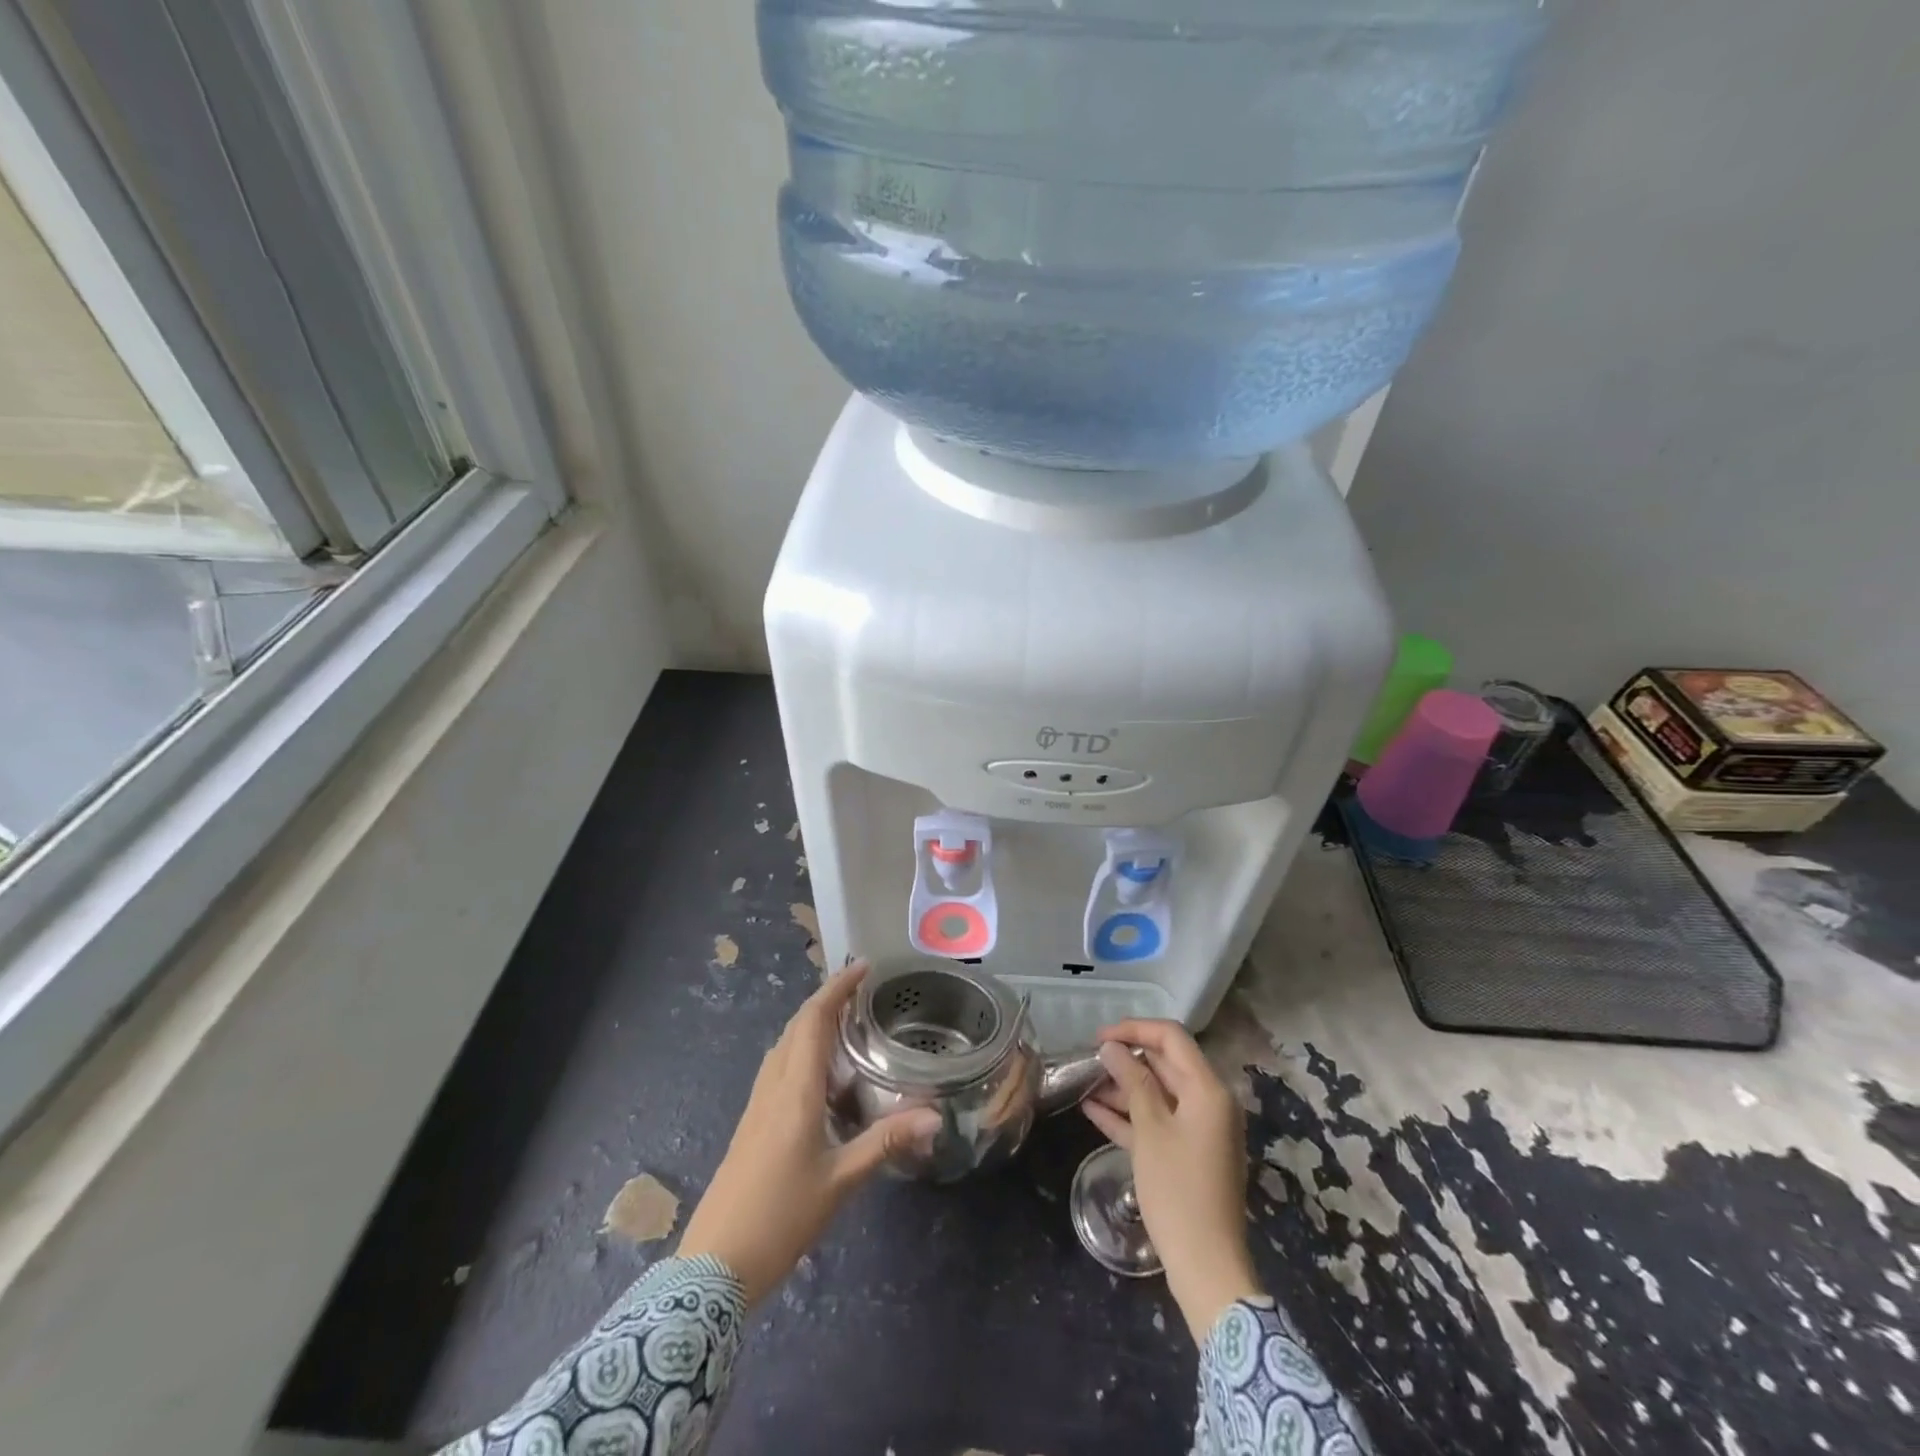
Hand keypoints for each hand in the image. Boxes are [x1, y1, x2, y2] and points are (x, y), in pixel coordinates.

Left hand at [678, 962, 939, 1304]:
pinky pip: (778, 1067)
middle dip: (827, 999)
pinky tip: (820, 1073)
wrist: (714, 1265)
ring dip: (812, 1023)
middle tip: (862, 992)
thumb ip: (886, 1142)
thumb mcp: (840, 1181)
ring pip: (784, 1045)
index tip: (863, 967)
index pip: (814, 1020)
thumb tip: (936, 1115)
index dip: (837, 988)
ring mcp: (757, 1104)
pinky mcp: (751, 1123)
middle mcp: (773, 1086)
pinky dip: (801, 1049)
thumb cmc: (781, 1217)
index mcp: (795, 1090)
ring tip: (846, 1023)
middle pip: (796, 1025)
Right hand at [1081, 1019, 1260, 1341]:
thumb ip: (1132, 1082)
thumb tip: (1112, 1047)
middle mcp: (1209, 1103)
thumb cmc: (1178, 1190)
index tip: (1099, 1036)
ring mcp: (1199, 1130)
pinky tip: (1093, 1110)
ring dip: (1123, 1088)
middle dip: (1126, 1059)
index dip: (1134, 1029)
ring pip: (1158, 1094)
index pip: (1172, 1038)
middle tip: (1088, 1060)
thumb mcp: (1151, 1130)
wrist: (1206, 1267)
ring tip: (1084, 1084)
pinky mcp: (1188, 1155)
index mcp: (1208, 1090)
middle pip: (1165, 1065)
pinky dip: (1129, 1115)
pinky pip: (1157, 1122)